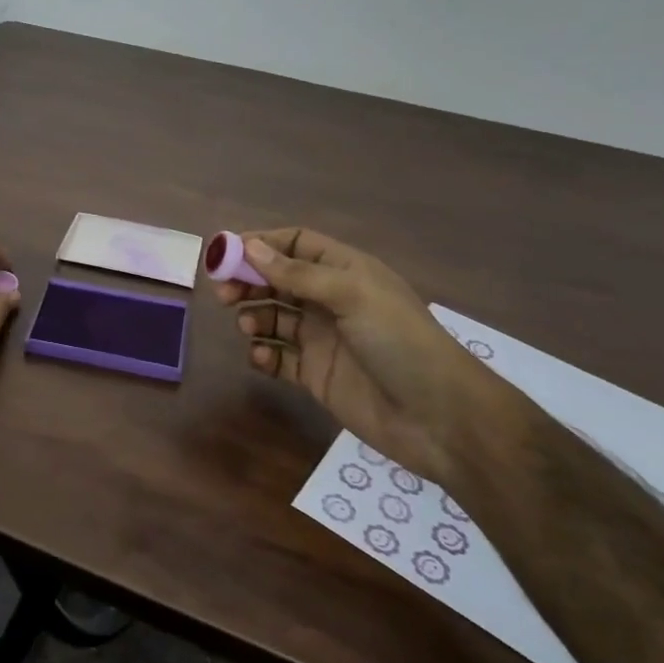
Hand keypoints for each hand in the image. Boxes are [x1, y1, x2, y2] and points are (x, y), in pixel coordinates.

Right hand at [213, 228, 494, 484]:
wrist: (440, 418)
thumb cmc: (399, 342)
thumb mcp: (352, 295)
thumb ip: (299, 274)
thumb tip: (251, 248)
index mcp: (345, 271)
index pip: (296, 244)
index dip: (261, 244)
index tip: (225, 252)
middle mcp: (331, 300)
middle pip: (278, 279)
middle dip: (248, 282)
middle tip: (223, 294)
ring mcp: (323, 339)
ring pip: (274, 317)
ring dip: (254, 316)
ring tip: (246, 327)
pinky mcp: (317, 375)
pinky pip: (280, 358)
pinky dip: (264, 355)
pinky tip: (261, 357)